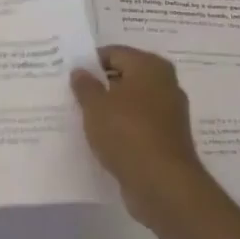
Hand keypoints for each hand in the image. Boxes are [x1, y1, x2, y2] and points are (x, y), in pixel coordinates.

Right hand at [71, 46, 207, 229]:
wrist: (163, 185)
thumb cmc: (127, 133)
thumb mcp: (95, 105)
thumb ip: (85, 85)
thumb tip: (80, 71)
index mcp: (150, 67)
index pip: (113, 53)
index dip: (89, 63)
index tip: (69, 76)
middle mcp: (165, 84)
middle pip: (124, 77)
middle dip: (100, 85)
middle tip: (73, 95)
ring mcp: (169, 113)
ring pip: (131, 103)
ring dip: (110, 109)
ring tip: (83, 118)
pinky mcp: (167, 139)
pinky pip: (138, 125)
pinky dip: (121, 128)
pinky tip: (101, 138)